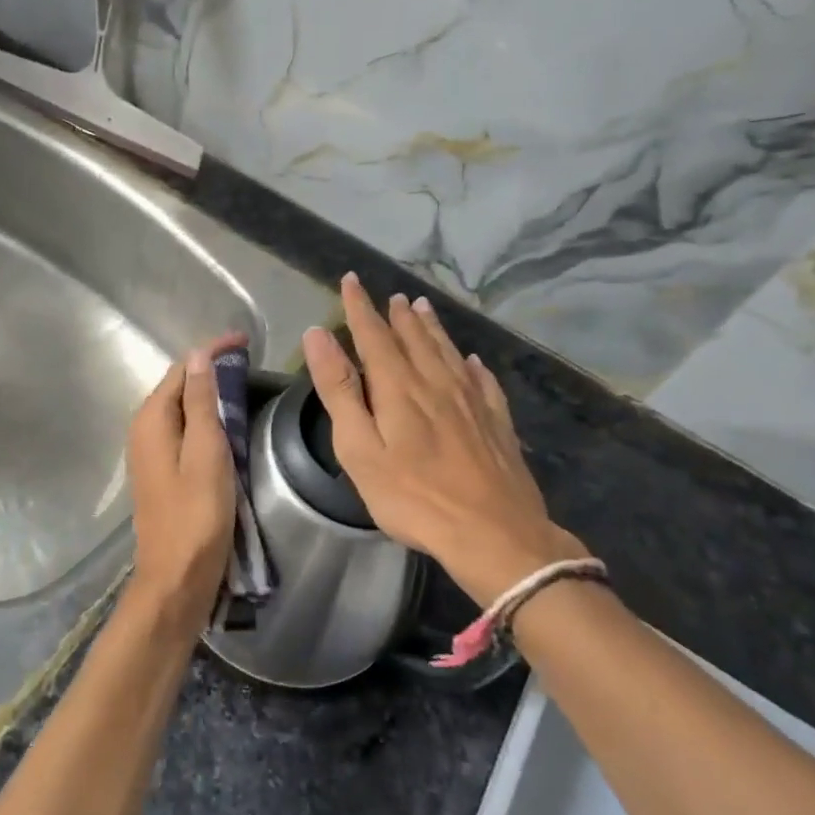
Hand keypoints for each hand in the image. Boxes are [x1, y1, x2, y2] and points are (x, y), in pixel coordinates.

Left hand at [125, 337, 242, 633]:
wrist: (176, 579)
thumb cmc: (197, 516)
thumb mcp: (206, 453)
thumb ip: (202, 403)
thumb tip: (199, 356)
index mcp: (151, 420)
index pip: (181, 369)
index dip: (211, 351)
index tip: (246, 342)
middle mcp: (143, 430)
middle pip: (178, 386)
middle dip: (210, 369)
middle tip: (250, 361)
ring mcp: (150, 453)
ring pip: (181, 409)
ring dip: (209, 393)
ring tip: (244, 385)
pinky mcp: (162, 472)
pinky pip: (183, 431)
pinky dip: (205, 419)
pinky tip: (226, 425)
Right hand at [302, 273, 587, 607]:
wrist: (493, 533)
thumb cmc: (413, 498)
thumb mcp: (360, 448)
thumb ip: (339, 390)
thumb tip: (318, 335)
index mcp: (399, 388)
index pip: (374, 335)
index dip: (360, 307)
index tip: (351, 281)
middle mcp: (437, 383)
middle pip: (415, 339)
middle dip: (399, 315)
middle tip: (392, 296)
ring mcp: (472, 401)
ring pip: (448, 353)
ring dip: (433, 329)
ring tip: (424, 309)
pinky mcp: (496, 423)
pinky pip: (482, 380)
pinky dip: (472, 364)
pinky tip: (472, 360)